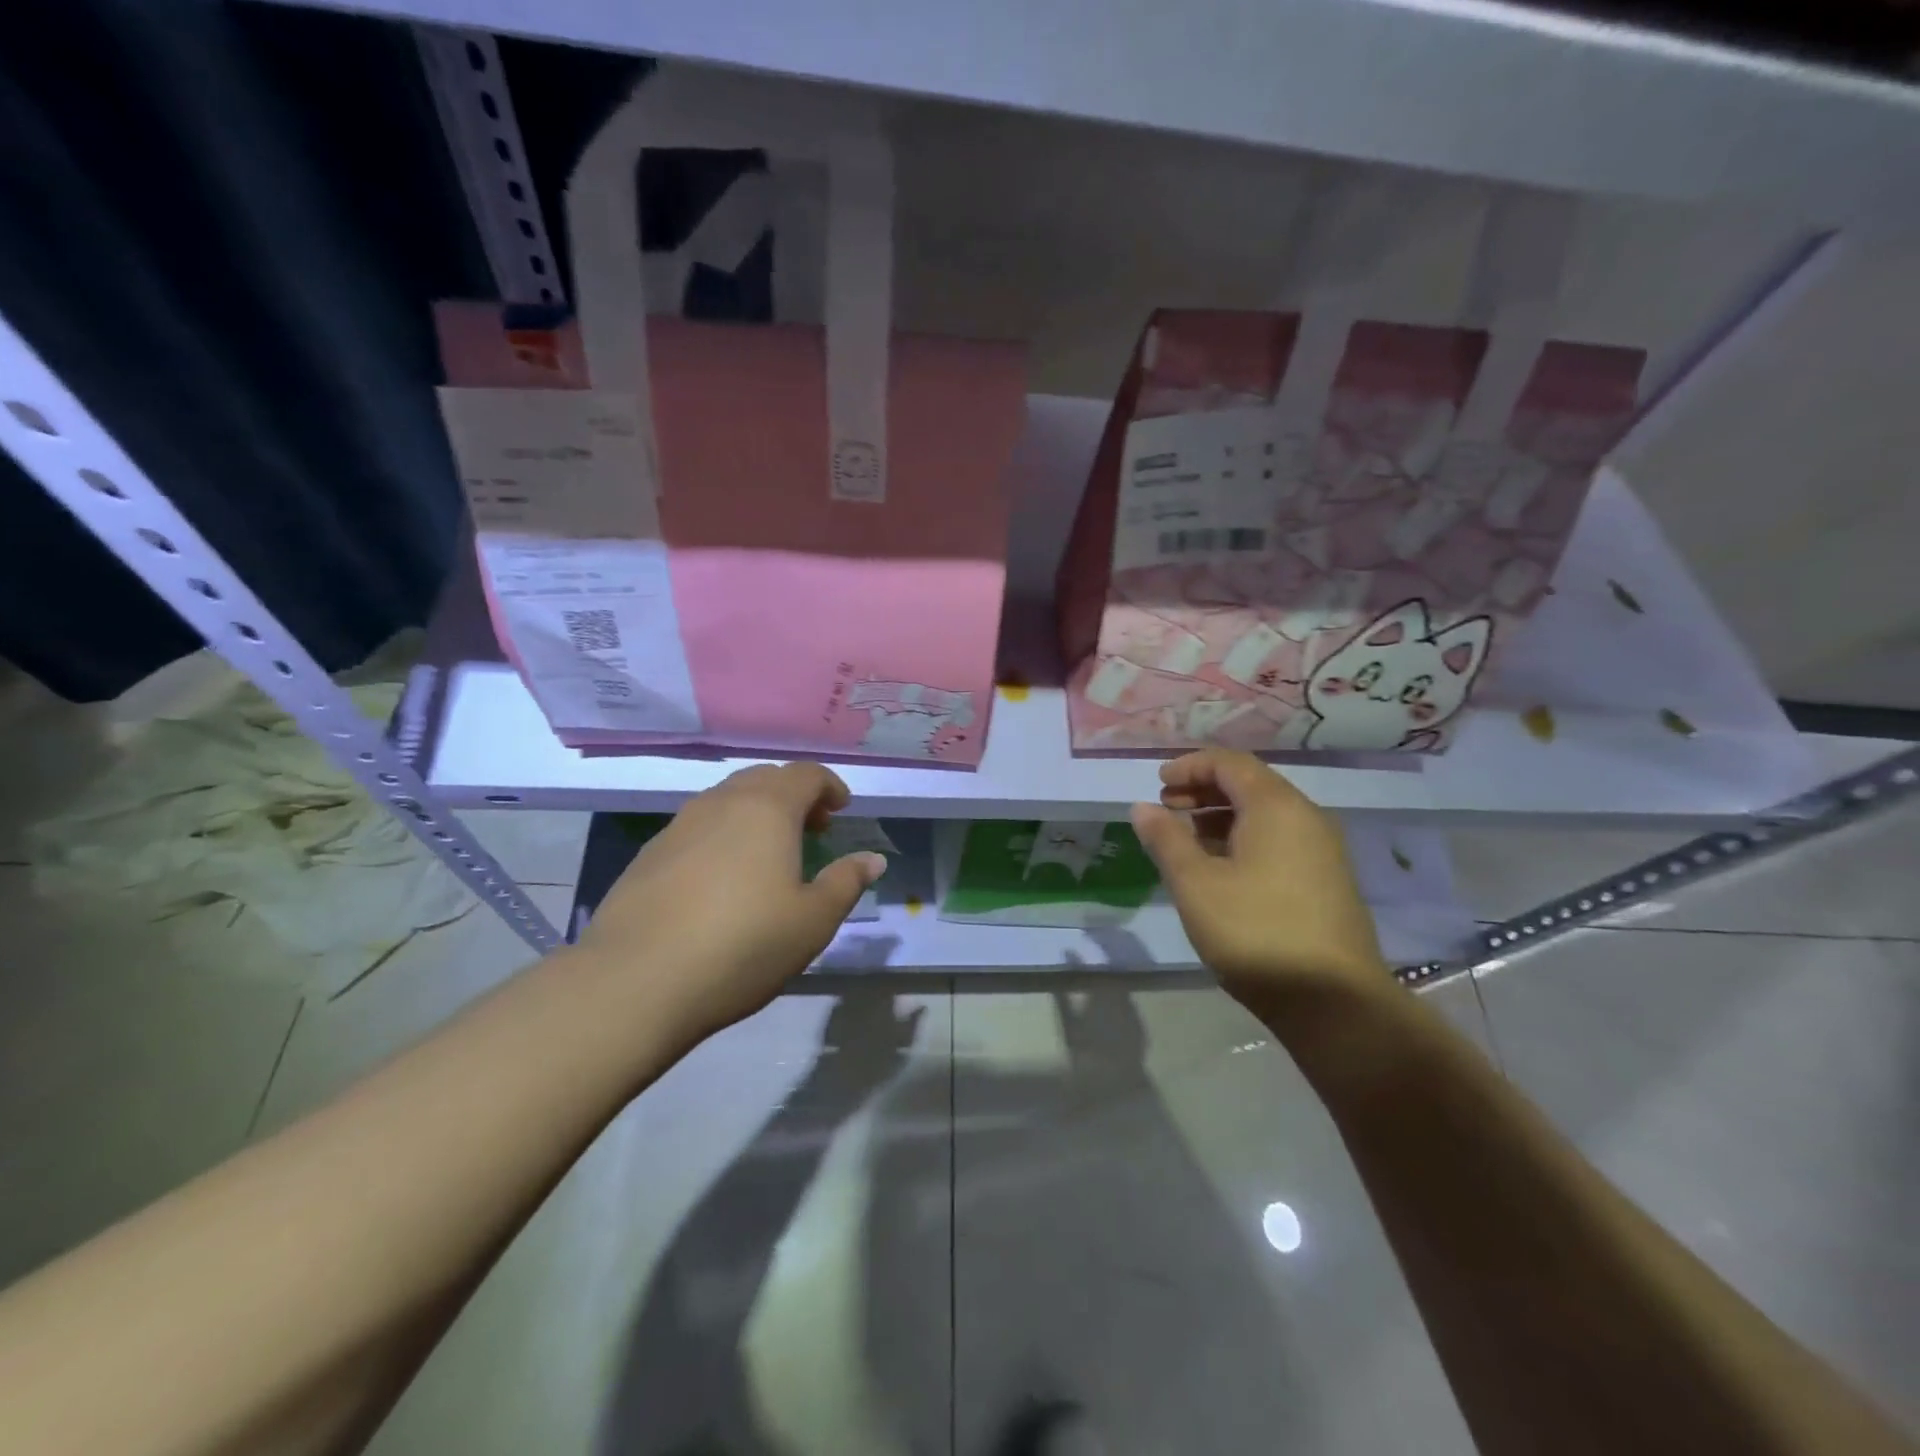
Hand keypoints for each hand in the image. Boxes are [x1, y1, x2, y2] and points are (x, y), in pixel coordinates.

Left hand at [575, 763, 885, 1040]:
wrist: (636, 981)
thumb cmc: (743, 945)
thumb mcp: (813, 921)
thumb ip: (846, 882)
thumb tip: (873, 859)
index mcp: (767, 809)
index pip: (805, 775)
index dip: (829, 786)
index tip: (842, 810)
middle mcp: (722, 803)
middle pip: (765, 779)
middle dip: (794, 796)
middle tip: (812, 829)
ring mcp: (679, 825)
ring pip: (727, 800)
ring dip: (756, 813)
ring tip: (769, 853)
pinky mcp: (649, 854)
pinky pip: (698, 827)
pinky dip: (723, 835)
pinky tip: (722, 878)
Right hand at [1129, 748, 1389, 1010]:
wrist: (1334, 1003)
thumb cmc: (1256, 932)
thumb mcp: (1196, 884)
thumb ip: (1166, 839)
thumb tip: (1142, 806)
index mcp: (1276, 807)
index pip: (1229, 763)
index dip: (1189, 766)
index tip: (1158, 785)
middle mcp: (1306, 817)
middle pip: (1249, 784)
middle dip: (1203, 790)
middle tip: (1167, 810)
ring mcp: (1322, 850)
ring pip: (1264, 814)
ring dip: (1220, 816)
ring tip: (1186, 842)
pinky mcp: (1326, 880)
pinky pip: (1279, 839)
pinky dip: (1243, 838)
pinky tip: (1220, 870)